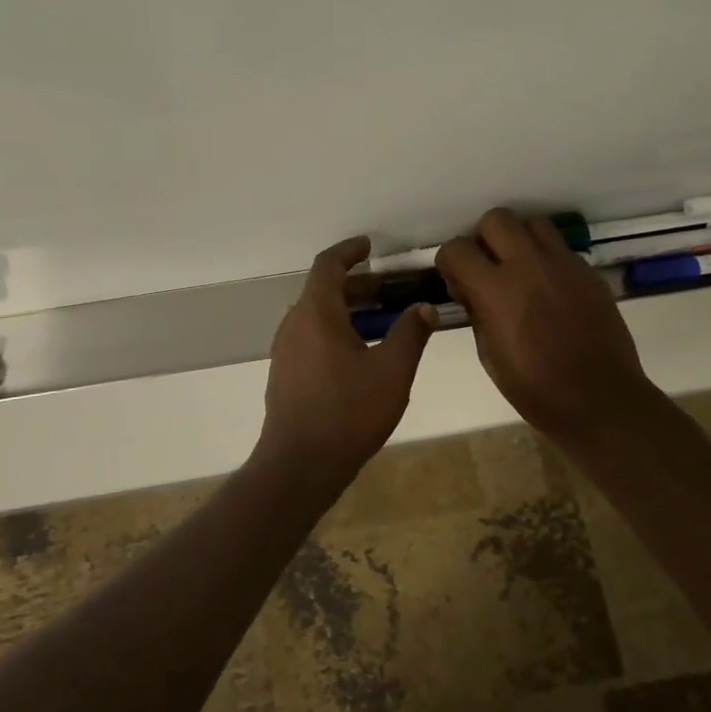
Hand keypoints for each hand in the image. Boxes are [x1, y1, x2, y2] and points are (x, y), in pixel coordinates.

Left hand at [255, 237, 436, 491]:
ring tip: (383, 322)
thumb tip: (424, 307)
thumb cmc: (348, 412)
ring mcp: (286, 351)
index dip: (350, 250)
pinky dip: (337, 332)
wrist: (300, 465)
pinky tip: (362, 355)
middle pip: (324, 291)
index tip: (370, 246)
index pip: (328, 265)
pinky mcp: (286, 374)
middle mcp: (294, 325)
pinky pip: (312, 338)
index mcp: (316, 313)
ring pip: (318, 317)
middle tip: (391, 290)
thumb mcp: (392, 371)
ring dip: (349, 311)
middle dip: (358, 285)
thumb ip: (411, 333)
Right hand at [436, 208, 664, 445]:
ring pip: (533, 224)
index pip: (457, 248)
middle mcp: (530, 265)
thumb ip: (477, 311)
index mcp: (497, 290)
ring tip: (519, 270)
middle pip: (497, 219)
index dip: (449, 261)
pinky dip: (546, 259)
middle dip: (484, 238)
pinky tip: (548, 290)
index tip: (456, 279)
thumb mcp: (489, 354)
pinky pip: (560, 248)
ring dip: (518, 240)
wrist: (600, 400)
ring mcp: (564, 265)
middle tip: (488, 267)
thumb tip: (470, 288)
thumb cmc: (536, 389)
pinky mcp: (588, 272)